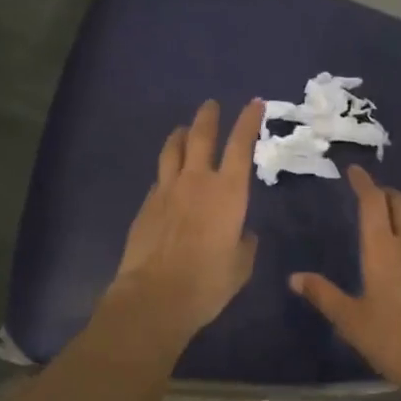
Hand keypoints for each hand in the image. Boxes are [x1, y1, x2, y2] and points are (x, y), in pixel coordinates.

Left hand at [106, 99, 263, 345]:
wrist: (154, 297)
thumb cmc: (207, 283)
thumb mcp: (240, 266)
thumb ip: (244, 244)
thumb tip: (243, 234)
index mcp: (228, 192)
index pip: (240, 145)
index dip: (248, 121)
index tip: (254, 103)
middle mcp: (196, 181)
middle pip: (200, 136)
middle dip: (208, 117)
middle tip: (211, 105)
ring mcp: (166, 191)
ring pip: (172, 150)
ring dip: (180, 135)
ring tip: (183, 129)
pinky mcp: (146, 205)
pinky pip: (159, 178)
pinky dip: (166, 171)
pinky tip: (167, 178)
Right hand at [289, 165, 400, 394]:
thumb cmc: (393, 339)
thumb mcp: (350, 320)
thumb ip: (323, 295)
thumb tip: (295, 277)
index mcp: (382, 249)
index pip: (373, 202)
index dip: (363, 182)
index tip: (354, 171)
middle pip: (400, 202)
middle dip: (384, 192)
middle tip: (370, 194)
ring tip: (394, 214)